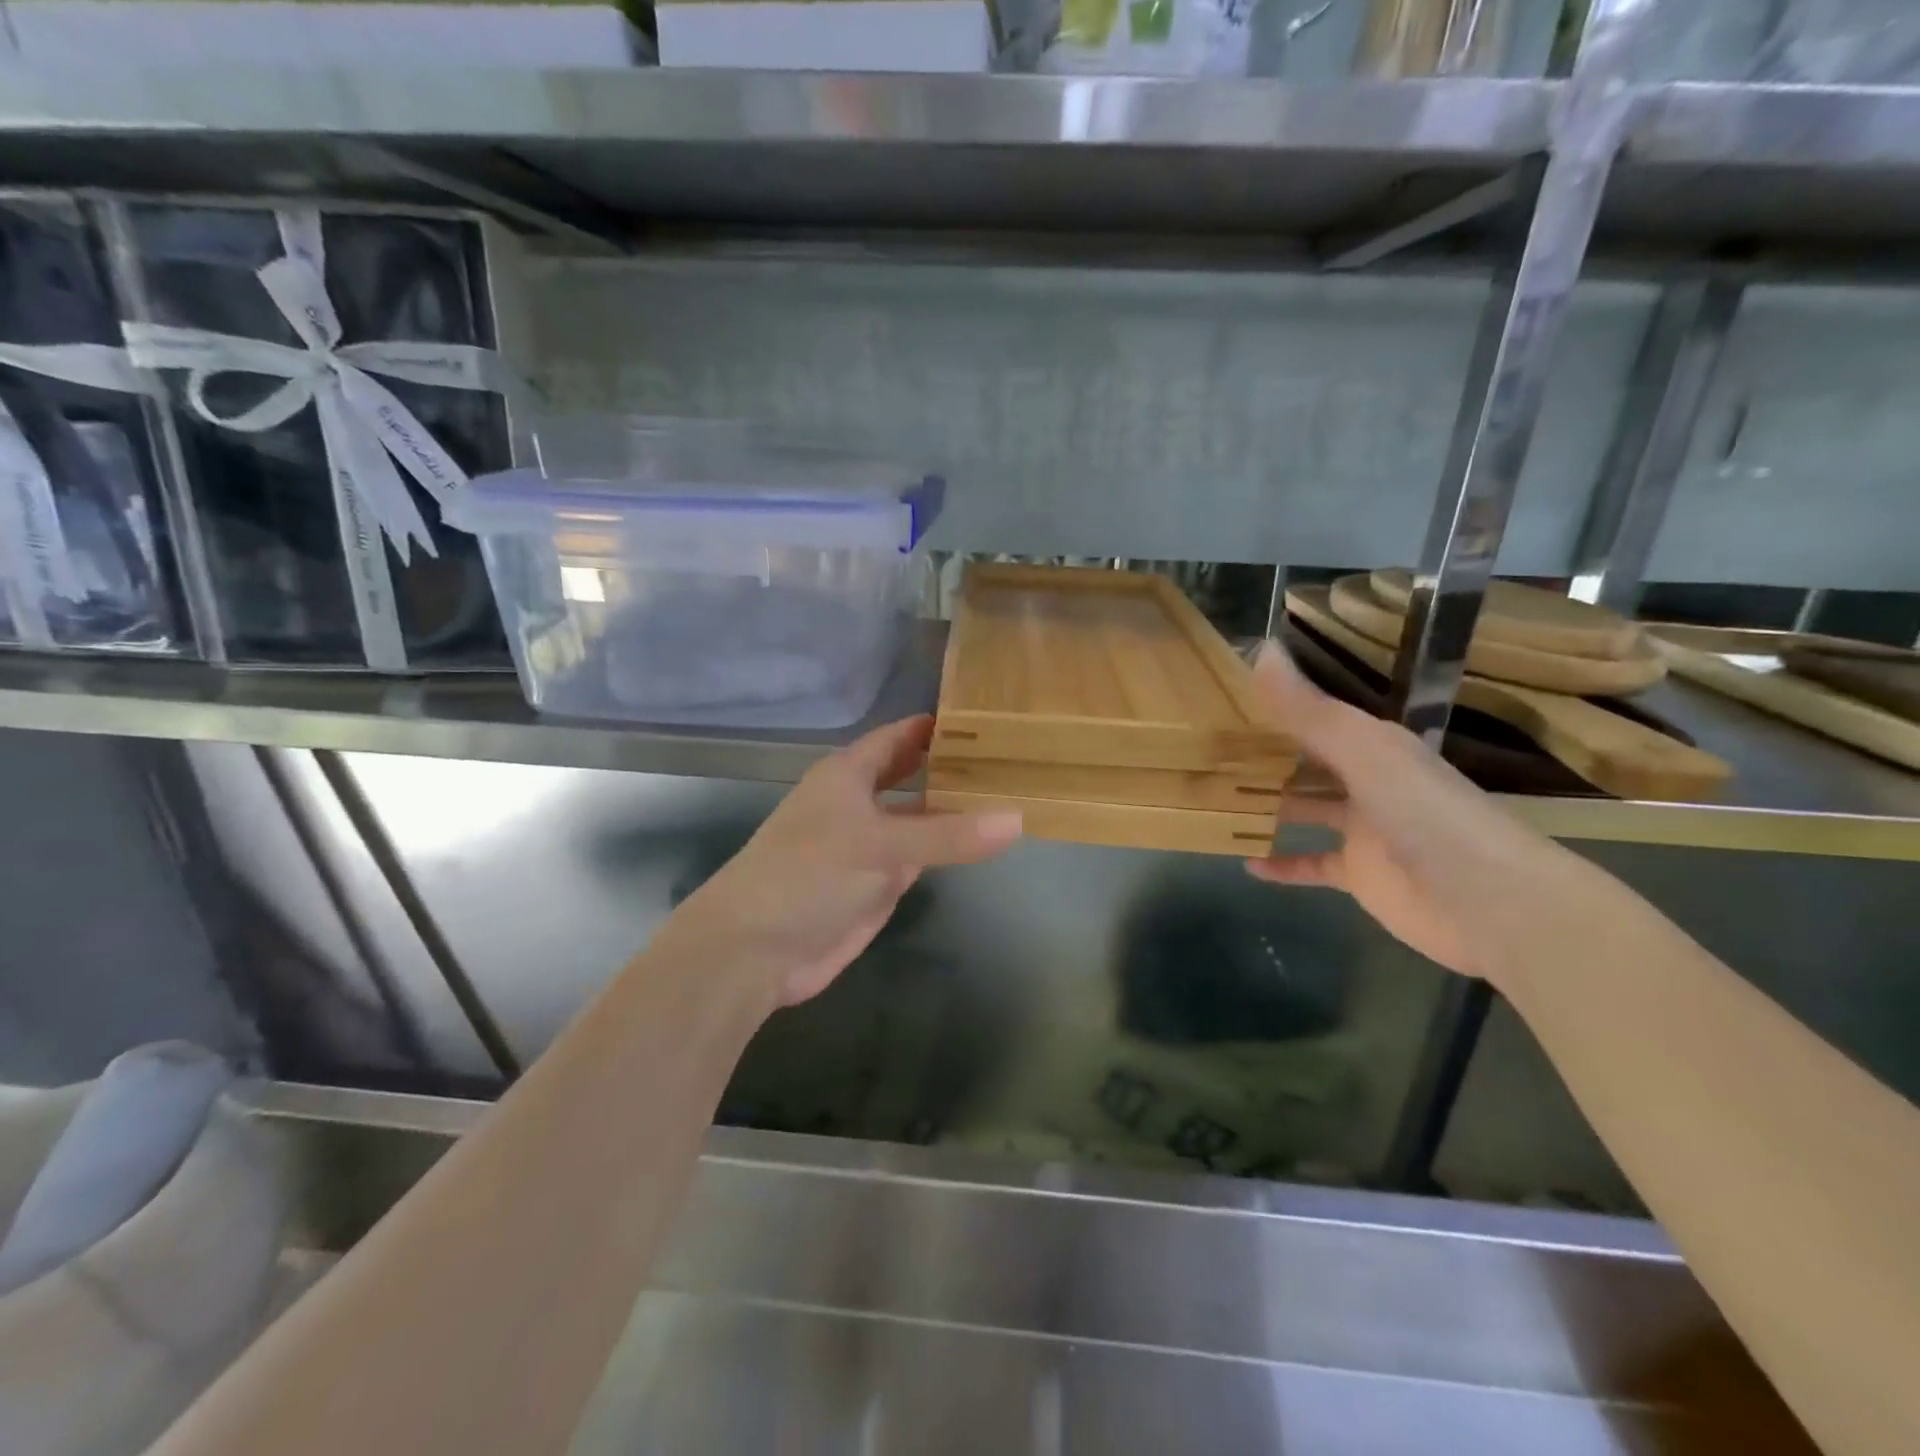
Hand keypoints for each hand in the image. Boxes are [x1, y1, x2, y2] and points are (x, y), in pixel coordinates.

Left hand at [663, 715, 1022, 1008]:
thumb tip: (1017, 820)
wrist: (756, 949)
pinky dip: (950, 847)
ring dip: (956, 808)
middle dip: (952, 765)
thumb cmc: (807, 874)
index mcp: (848, 775)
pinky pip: (922, 855)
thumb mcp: (878, 845)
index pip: (898, 737)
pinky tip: (985, 839)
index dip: (934, 726)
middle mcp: (861, 802)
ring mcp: (871, 844)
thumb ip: (947, 835)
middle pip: (912, 774)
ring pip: (921, 817)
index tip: (985, 715)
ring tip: (1010, 791)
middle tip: (1010, 754)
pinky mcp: (879, 882)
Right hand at [1245, 641, 1549, 981]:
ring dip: (1268, 805)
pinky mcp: (1360, 874)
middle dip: (1264, 755)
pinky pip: (1311, 864)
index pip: (1315, 717)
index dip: (1274, 707)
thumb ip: (1309, 710)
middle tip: (1207, 749)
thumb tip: (1261, 650)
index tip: (1223, 698)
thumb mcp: (1364, 752)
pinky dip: (1281, 864)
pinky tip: (1246, 862)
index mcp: (1372, 745)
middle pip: (1306, 762)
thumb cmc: (1426, 815)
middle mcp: (1367, 781)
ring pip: (1305, 808)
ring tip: (1215, 797)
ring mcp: (1363, 829)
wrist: (1490, 903)